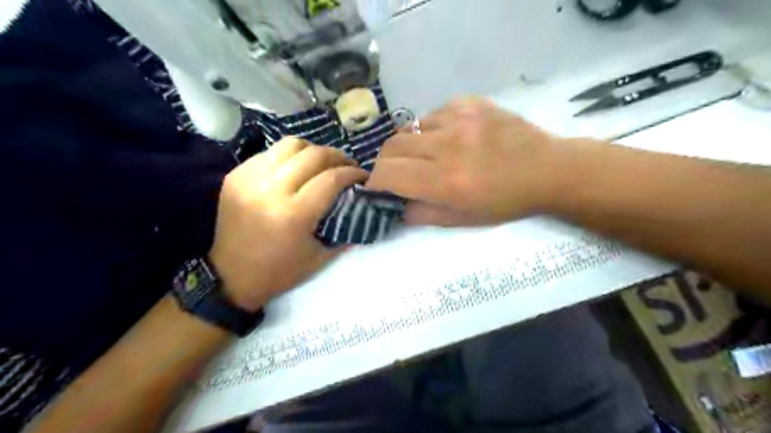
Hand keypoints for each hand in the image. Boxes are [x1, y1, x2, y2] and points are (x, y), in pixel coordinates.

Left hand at [210, 139, 368, 311]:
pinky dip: (289, 156)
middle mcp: (271, 190)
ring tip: (322, 162)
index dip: (352, 173)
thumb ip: (343, 228)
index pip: (331, 179)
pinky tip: (296, 168)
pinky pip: (270, 153)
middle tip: (347, 165)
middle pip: (313, 155)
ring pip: (290, 145)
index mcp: (294, 214)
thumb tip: (360, 204)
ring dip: (313, 150)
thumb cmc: (279, 271)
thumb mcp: (320, 257)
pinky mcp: (236, 175)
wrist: (230, 276)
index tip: (362, 175)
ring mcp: (250, 179)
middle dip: (338, 157)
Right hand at [366, 98, 576, 226]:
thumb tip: (394, 205)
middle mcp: (447, 145)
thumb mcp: (462, 220)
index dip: (375, 182)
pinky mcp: (469, 103)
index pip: (387, 173)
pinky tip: (448, 139)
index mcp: (446, 180)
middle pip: (391, 147)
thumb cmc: (505, 202)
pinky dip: (430, 130)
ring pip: (409, 128)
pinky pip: (432, 115)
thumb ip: (422, 214)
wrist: (547, 169)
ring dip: (409, 146)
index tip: (378, 188)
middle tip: (397, 173)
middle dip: (386, 163)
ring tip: (427, 156)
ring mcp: (459, 118)